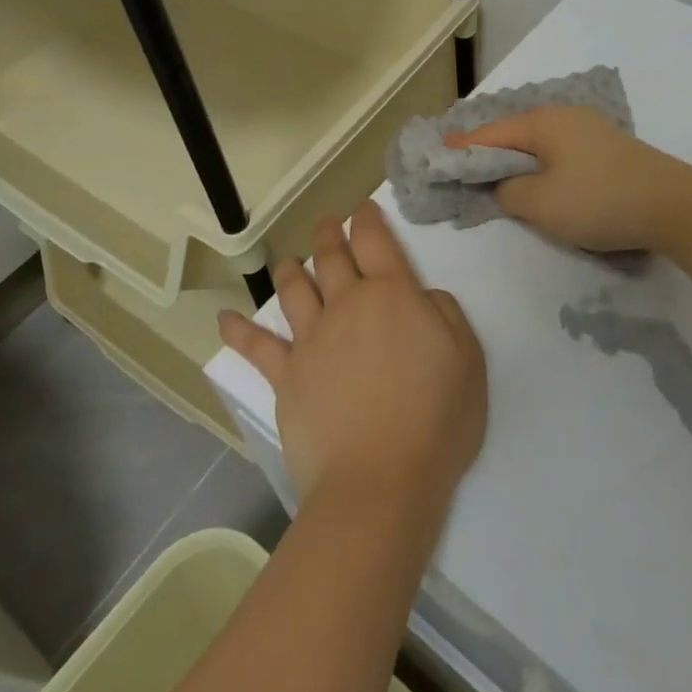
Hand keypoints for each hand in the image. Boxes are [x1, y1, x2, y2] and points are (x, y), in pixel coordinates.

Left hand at [218, 202, 486, 515]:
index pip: (375, 241)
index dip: (367, 219)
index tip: (362, 210)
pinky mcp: (286, 376)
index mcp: (392, 295)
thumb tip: (420, 297)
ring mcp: (311, 340)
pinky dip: (239, 330)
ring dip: (291, 270)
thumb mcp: (467, 360)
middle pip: (331, 257)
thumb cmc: (436, 421)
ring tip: (290, 262)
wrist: (381, 482)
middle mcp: (346, 305)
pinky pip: (257, 346)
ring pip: (294, 291)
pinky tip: (224, 319)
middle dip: (330, 234)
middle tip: (328, 223)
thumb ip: (446, 314)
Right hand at [447, 105, 691, 253]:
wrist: (674, 206)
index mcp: (544, 122)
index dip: (463, 147)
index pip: (492, 132)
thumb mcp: (541, 203)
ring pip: (541, 142)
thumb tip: (504, 184)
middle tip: (463, 165)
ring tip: (497, 174)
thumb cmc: (599, 200)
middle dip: (489, 150)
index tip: (438, 153)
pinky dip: (541, 164)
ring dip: (517, 159)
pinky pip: (561, 152)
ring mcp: (591, 131)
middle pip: (516, 132)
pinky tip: (540, 179)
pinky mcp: (609, 150)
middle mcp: (566, 117)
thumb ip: (509, 191)